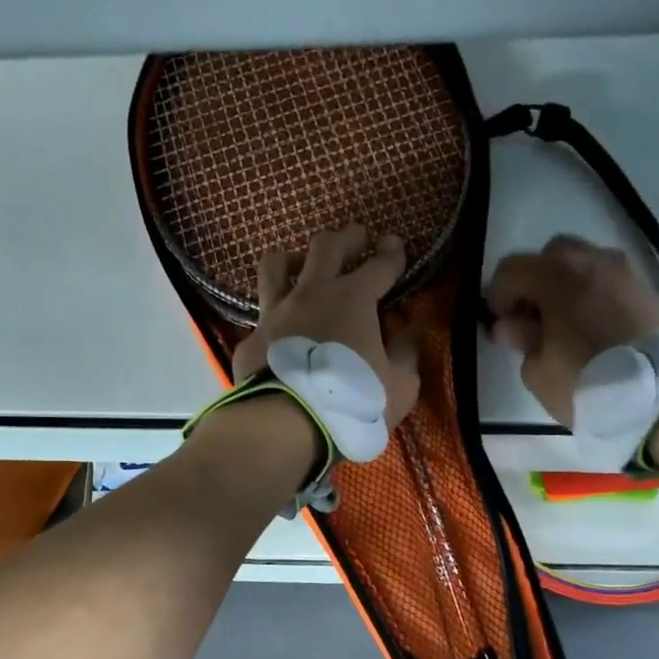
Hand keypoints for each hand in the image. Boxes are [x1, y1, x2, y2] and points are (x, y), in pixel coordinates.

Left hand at [231, 224, 420, 425]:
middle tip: (355, 235)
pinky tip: (278, 322)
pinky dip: (274, 311)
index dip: (392, 253)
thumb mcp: (399, 385)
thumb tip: (406, 335)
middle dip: (346, 237)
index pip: (380, 264)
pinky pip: (262, 312)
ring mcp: (276, 312)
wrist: (287, 423)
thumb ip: (405, 355)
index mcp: (354, 299)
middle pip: (326, 247)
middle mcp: (312, 293)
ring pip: (276, 264)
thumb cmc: (351, 401)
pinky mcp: (252, 336)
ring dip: (293, 257)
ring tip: (301, 262)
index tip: (396, 243)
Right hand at [485, 234, 658, 426]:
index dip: (499, 295)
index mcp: (557, 277)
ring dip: (569, 283)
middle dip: (536, 280)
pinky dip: (597, 294)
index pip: (511, 269)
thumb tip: (511, 325)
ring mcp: (625, 273)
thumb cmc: (585, 385)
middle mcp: (591, 262)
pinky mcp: (648, 291)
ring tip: (567, 321)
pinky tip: (596, 326)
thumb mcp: (538, 372)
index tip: (502, 324)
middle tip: (534, 318)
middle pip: (552, 254)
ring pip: (586, 262)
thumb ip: (521, 340)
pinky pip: (612, 281)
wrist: (657, 398)